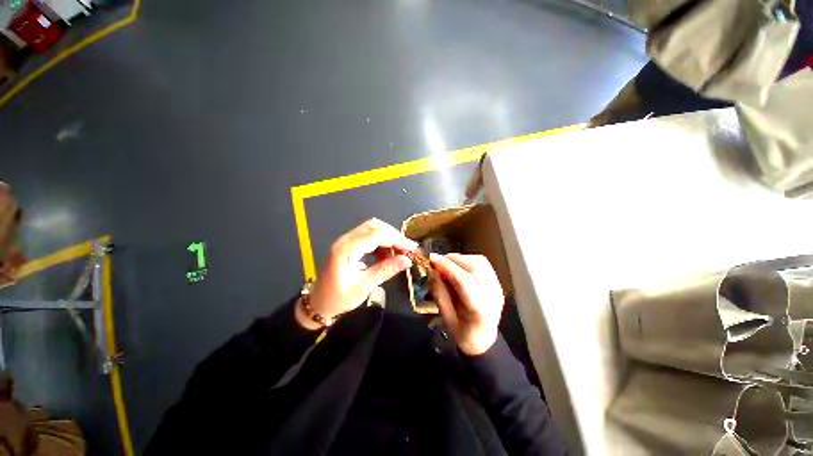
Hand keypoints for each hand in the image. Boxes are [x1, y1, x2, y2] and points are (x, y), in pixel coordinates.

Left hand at [297, 219, 417, 329]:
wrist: (318, 303)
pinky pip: (367, 235)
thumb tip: (407, 260)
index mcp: (347, 250)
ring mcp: (345, 240)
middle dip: (393, 236)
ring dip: (387, 237)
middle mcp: (345, 240)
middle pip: (374, 226)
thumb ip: (385, 270)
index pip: (376, 235)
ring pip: (372, 228)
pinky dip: (380, 242)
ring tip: (396, 253)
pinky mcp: (348, 244)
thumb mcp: (364, 287)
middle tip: (405, 250)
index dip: (396, 239)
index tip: (411, 247)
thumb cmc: (339, 298)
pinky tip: (385, 254)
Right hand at [430, 253, 504, 354]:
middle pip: (473, 266)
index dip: (446, 266)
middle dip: (452, 260)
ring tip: (446, 265)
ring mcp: (497, 286)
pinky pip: (482, 263)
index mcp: (480, 309)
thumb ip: (439, 292)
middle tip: (437, 263)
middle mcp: (492, 294)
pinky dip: (467, 261)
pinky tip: (458, 267)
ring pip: (478, 261)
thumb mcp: (446, 317)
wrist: (484, 339)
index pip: (463, 280)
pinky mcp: (496, 281)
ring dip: (459, 259)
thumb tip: (432, 270)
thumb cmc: (463, 332)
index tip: (431, 259)